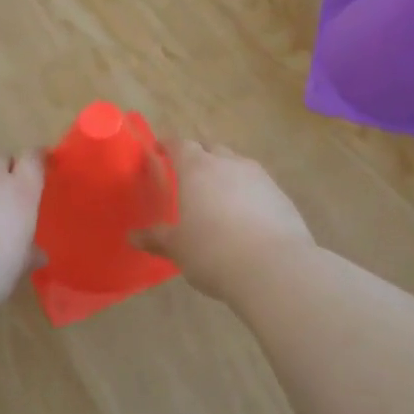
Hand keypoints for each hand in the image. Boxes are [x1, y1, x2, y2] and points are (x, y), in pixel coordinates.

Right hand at [137, 141, 315, 301]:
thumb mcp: (177, 248)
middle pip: (211, 148)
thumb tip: (132, 236)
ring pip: (237, 164)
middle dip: (199, 155)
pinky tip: (245, 215)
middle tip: (188, 174)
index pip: (179, 144)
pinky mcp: (281, 196)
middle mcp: (228, 164)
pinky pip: (258, 185)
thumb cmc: (213, 252)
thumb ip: (156, 238)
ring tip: (218, 196)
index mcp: (197, 169)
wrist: (274, 268)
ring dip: (225, 173)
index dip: (168, 145)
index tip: (159, 150)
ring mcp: (259, 177)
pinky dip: (247, 192)